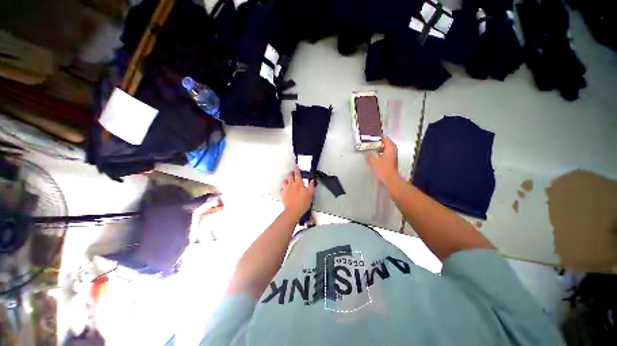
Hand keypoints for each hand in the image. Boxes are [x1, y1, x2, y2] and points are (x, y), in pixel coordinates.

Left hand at [281, 166, 314, 218]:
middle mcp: (291, 185)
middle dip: (291, 173)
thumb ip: (311, 186)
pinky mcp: (283, 195)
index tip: (296, 166)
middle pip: (289, 176)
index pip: (297, 173)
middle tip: (292, 172)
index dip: (297, 169)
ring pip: (284, 181)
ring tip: (288, 179)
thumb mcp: (310, 194)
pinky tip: (284, 189)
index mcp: (298, 184)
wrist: (293, 211)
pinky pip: (282, 189)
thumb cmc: (302, 203)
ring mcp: (286, 190)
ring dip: (286, 179)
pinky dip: (283, 188)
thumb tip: (312, 181)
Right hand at [365, 136, 400, 185]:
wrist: (390, 179)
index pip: (385, 138)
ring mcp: (393, 156)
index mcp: (390, 148)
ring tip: (374, 147)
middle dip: (380, 141)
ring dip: (381, 146)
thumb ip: (370, 156)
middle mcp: (393, 151)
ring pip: (387, 148)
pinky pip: (387, 152)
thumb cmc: (384, 170)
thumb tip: (368, 153)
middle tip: (373, 141)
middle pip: (387, 142)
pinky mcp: (392, 160)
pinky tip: (377, 154)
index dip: (379, 136)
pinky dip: (382, 151)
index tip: (374, 136)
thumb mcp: (374, 162)